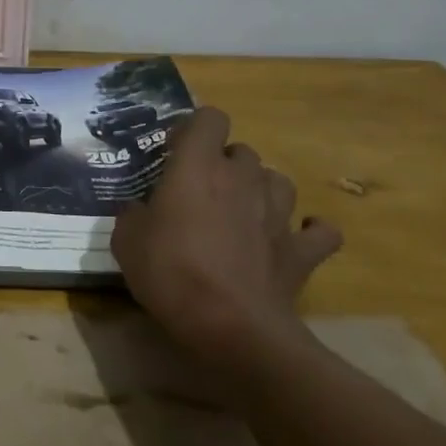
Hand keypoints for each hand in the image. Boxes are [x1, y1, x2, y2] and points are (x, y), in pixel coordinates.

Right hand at [111, 107, 341, 372]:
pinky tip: (293, 238)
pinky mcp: (302, 250)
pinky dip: (309, 230)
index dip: (194, 129)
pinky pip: (319, 231)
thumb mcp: (126, 242)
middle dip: (224, 163)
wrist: (232, 326)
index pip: (209, 118)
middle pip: (242, 150)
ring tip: (243, 209)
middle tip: (202, 190)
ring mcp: (278, 213)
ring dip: (262, 188)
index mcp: (197, 168)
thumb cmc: (171, 273)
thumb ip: (132, 215)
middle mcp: (242, 179)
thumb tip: (138, 210)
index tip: (176, 152)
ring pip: (278, 180)